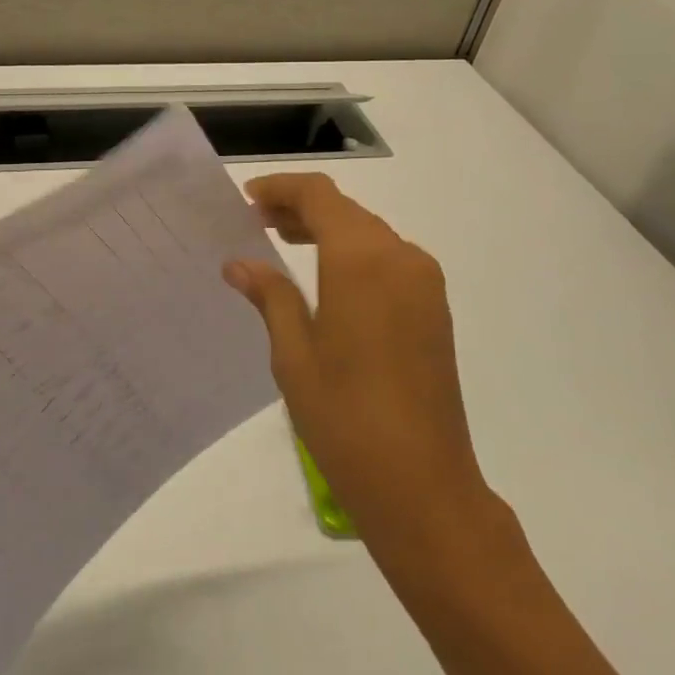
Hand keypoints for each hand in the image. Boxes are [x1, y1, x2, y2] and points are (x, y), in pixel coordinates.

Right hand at [225, 173, 493, 549]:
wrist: (423, 485)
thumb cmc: (344, 417)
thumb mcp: (293, 353)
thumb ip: (270, 295)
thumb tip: (240, 262)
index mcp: (362, 260)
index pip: (319, 196)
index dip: (281, 189)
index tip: (246, 199)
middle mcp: (401, 257)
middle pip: (347, 210)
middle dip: (301, 208)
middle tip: (256, 222)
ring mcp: (425, 283)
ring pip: (369, 233)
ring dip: (327, 229)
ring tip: (282, 242)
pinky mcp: (434, 309)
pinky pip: (389, 260)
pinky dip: (353, 254)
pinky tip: (324, 278)